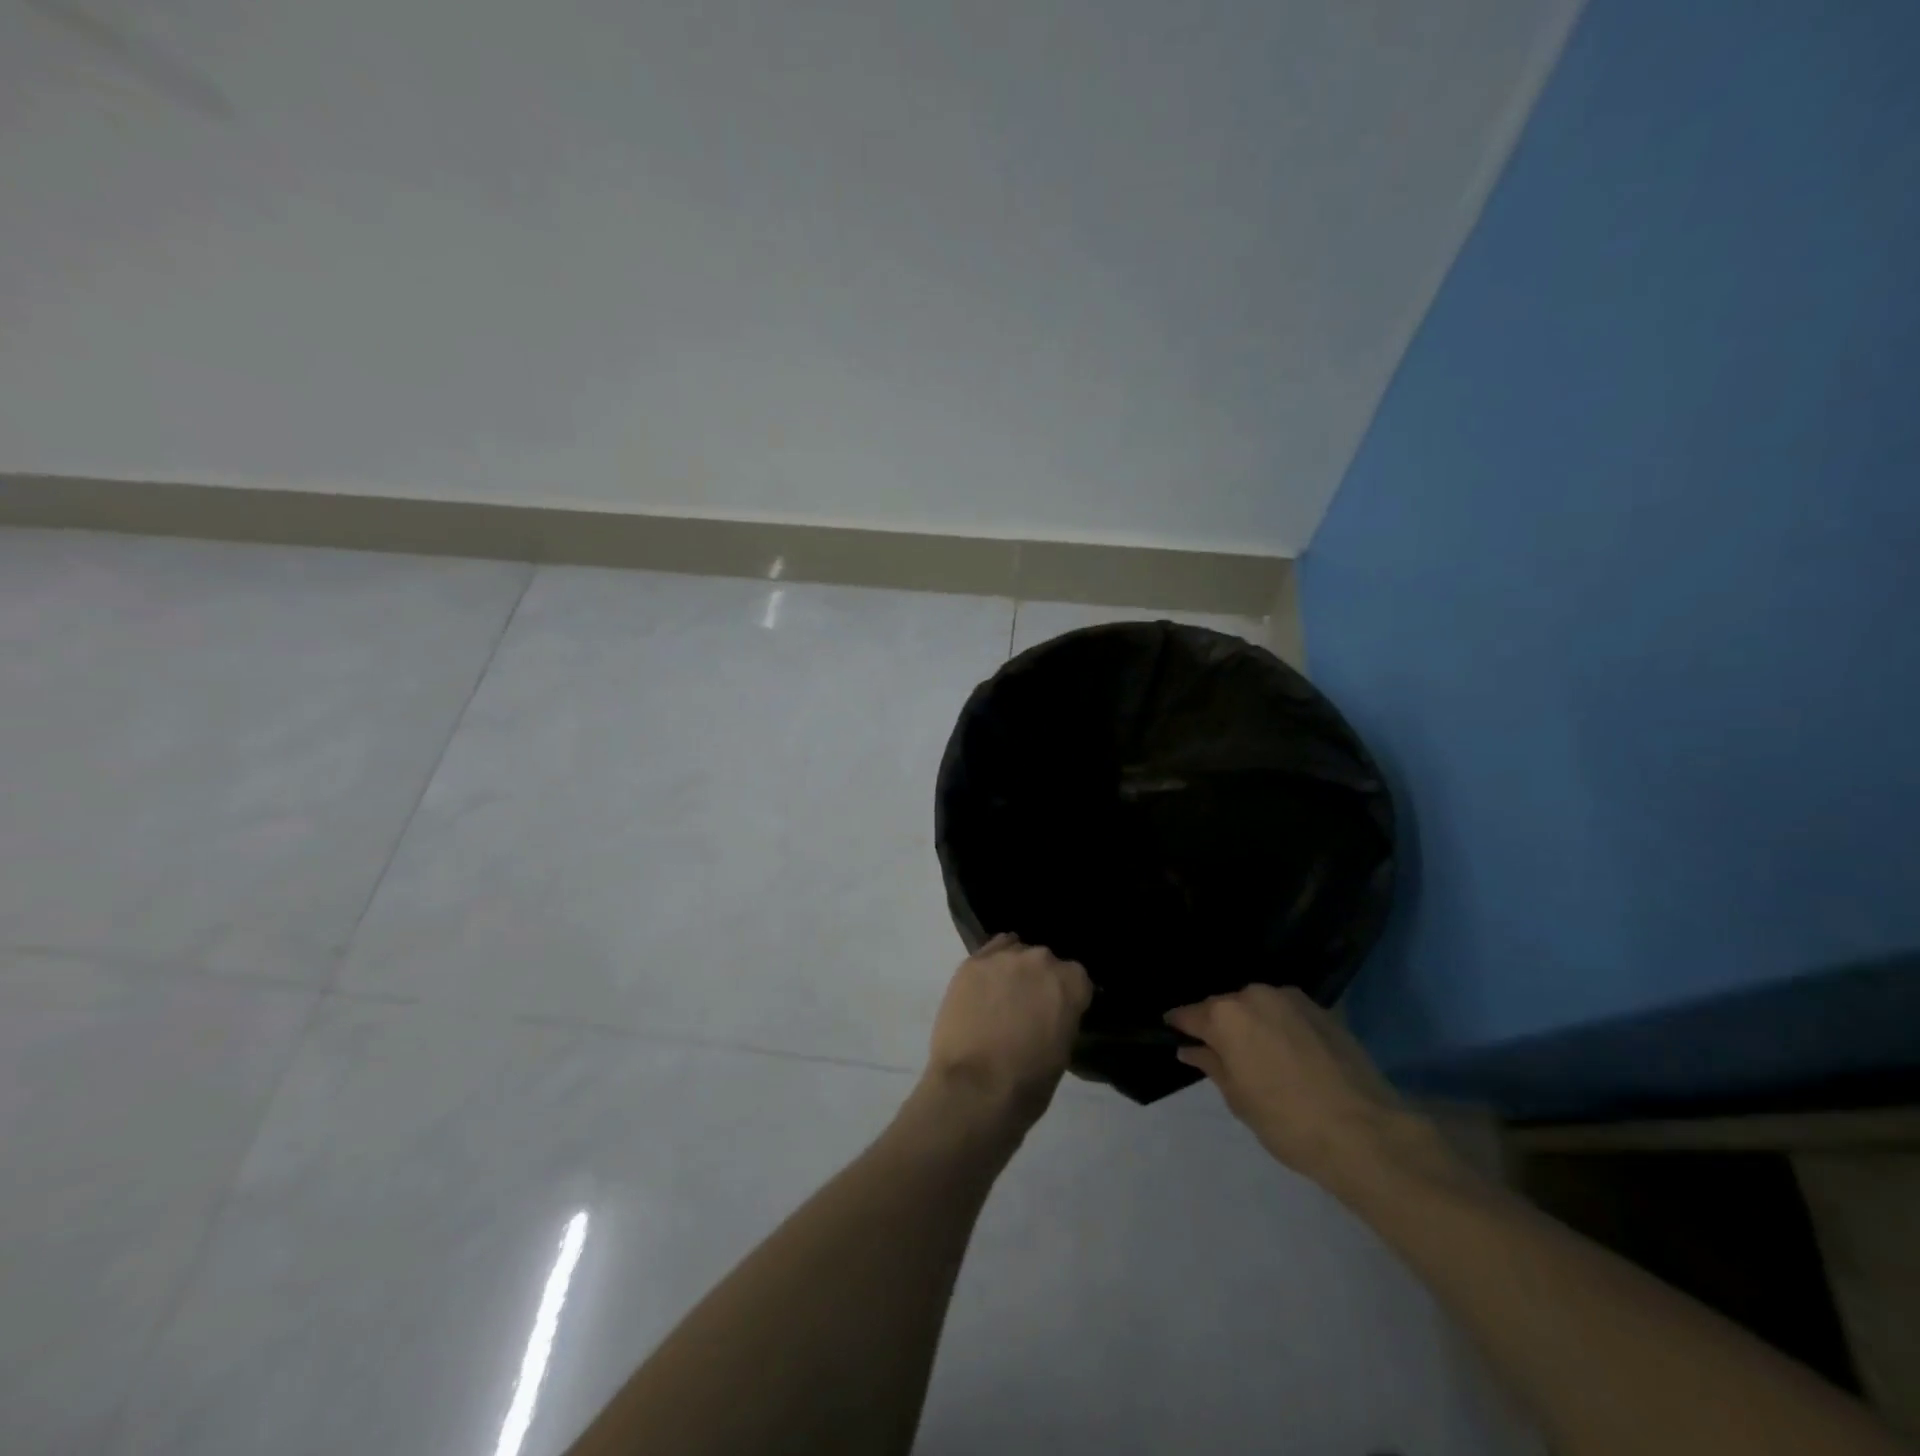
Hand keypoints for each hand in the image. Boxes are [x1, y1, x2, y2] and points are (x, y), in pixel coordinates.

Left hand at [921, 934, 1092, 1127]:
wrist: (974, 1088)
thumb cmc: (1027, 1082)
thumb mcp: (1063, 1052)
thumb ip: (1062, 1018)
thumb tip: (1052, 1013)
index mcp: (1071, 982)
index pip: (1077, 979)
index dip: (1068, 997)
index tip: (1059, 1013)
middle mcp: (1041, 960)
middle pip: (1045, 962)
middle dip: (1039, 981)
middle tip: (1028, 1008)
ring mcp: (1004, 957)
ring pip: (1016, 952)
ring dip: (1014, 971)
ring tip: (1002, 997)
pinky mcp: (972, 962)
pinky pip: (989, 953)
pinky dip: (990, 966)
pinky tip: (984, 986)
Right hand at [1166, 985, 1446, 1193]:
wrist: (1365, 1133)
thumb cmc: (1287, 1121)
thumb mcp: (1238, 1099)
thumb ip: (1211, 1065)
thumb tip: (1190, 1049)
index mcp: (1226, 1015)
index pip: (1189, 1014)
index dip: (1179, 1025)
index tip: (1173, 1033)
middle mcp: (1254, 994)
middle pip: (1225, 1007)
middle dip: (1220, 1025)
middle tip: (1223, 1055)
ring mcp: (1291, 998)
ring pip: (1258, 1006)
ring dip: (1253, 1024)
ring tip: (1261, 1056)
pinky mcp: (1322, 1010)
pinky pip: (1287, 1013)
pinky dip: (1281, 1027)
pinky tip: (1290, 1055)